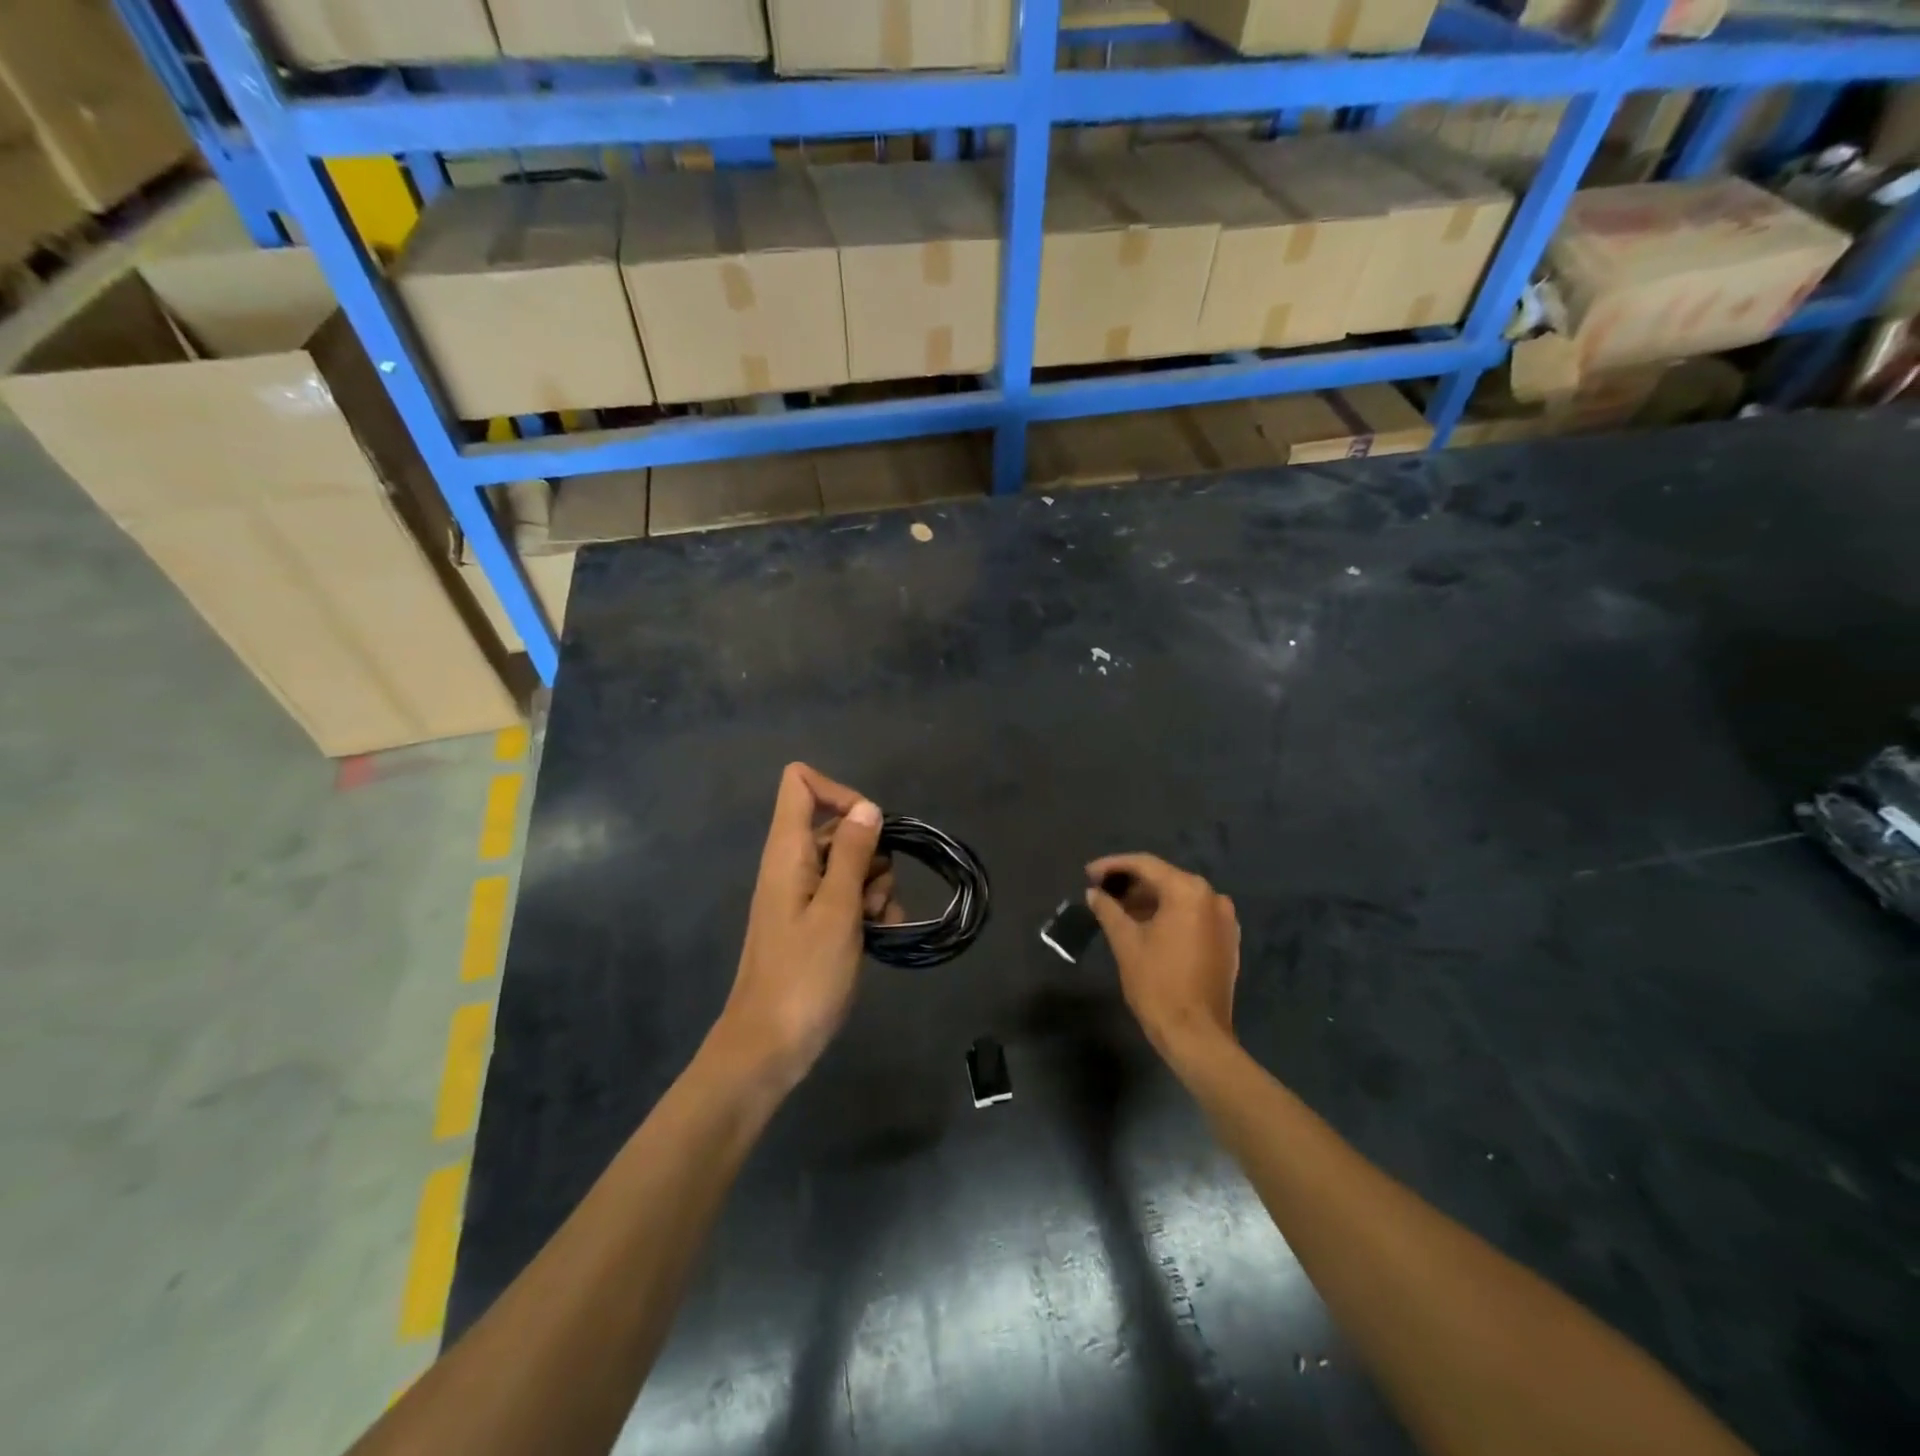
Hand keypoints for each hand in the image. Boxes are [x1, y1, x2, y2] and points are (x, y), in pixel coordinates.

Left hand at [712, 763, 889, 1092]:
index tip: (869, 826)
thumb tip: (868, 807)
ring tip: (876, 923)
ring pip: (852, 863)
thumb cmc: (803, 976)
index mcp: (788, 851)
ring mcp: (804, 894)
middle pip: (838, 825)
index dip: (838, 791)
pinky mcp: (815, 920)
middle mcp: (793, 864)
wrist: (770, 1046)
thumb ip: (854, 854)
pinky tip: (881, 935)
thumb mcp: (837, 910)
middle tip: (873, 895)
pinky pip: (849, 895)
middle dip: (871, 852)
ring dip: (876, 886)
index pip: (800, 782)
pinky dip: (869, 908)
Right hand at [1085, 854, 1239, 1067]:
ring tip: (1116, 909)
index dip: (1113, 866)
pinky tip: (1144, 926)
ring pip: (1179, 898)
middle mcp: (1212, 897)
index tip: (1088, 873)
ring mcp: (1224, 920)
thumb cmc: (1157, 984)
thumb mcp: (1126, 942)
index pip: (1145, 865)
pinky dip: (1168, 915)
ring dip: (1148, 900)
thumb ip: (1108, 910)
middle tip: (1100, 891)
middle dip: (1130, 884)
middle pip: (1164, 879)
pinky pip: (1192, 915)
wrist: (1196, 1035)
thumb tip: (1094, 893)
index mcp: (1189, 892)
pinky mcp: (1226, 941)